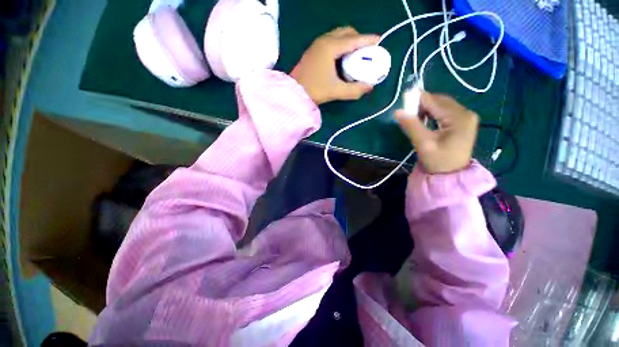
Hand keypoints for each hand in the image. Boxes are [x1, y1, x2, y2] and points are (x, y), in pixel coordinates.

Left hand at [290, 27, 378, 104]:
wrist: (294, 93)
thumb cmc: (315, 90)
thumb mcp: (337, 91)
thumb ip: (354, 90)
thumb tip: (369, 87)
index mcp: (331, 47)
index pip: (354, 39)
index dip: (368, 39)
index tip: (379, 41)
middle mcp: (324, 41)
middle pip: (346, 32)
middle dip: (358, 38)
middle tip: (365, 51)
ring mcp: (317, 44)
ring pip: (337, 35)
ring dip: (348, 41)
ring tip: (355, 54)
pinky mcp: (313, 51)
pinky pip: (330, 41)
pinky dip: (340, 44)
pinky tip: (341, 57)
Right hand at [395, 92, 478, 173]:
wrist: (451, 175)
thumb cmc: (438, 161)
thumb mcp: (423, 143)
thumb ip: (411, 126)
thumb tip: (398, 111)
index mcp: (458, 117)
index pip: (434, 101)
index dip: (417, 100)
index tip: (402, 102)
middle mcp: (465, 113)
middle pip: (440, 101)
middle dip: (422, 104)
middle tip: (408, 112)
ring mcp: (466, 117)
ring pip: (442, 105)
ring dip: (427, 108)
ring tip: (414, 117)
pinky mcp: (463, 122)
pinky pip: (446, 111)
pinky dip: (433, 113)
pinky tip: (425, 119)